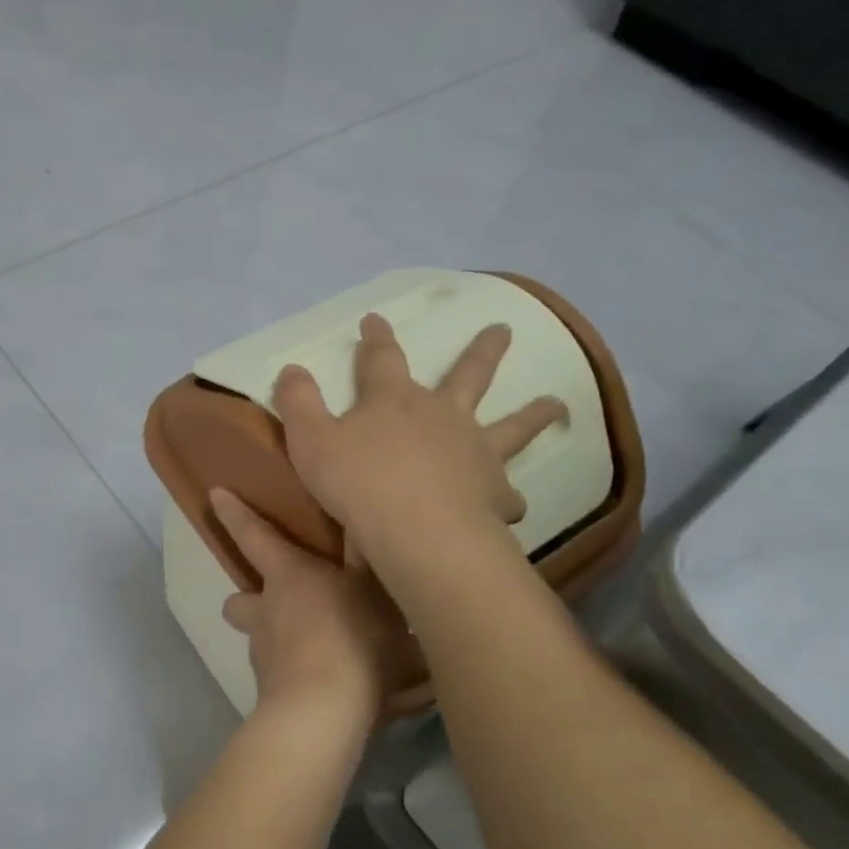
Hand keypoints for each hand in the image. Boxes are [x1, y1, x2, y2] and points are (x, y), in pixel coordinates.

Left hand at [212, 488, 424, 725]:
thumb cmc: (351, 635)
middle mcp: (265, 612)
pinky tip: (333, 688)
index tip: (215, 495)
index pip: (254, 536)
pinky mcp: (272, 694)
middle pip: (239, 602)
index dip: (235, 514)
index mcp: (287, 576)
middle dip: (249, 601)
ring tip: (322, 653)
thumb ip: (365, 555)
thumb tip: (358, 516)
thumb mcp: (372, 588)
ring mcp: (264, 656)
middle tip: (280, 606)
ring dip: (279, 642)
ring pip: (260, 642)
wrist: (324, 710)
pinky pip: (281, 678)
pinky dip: (299, 677)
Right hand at [272, 314, 564, 574]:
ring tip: (556, 403)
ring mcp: (475, 451)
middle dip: (481, 351)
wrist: (415, 529)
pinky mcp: (493, 492)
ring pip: (512, 425)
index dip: (376, 337)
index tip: (375, 318)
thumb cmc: (357, 482)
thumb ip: (299, 402)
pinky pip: (508, 493)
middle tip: (504, 329)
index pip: (382, 357)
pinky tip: (515, 503)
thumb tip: (292, 368)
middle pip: (467, 375)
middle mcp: (442, 415)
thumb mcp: (309, 440)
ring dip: (533, 413)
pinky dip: (510, 496)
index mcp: (394, 400)